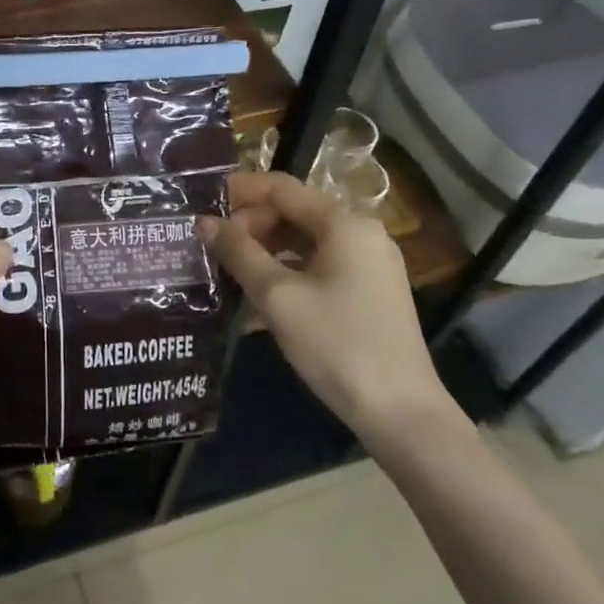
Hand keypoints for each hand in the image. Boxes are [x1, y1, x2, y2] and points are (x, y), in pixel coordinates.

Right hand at [197, 172, 457, 453]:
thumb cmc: (337, 345)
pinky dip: (286, 277)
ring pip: (304, 244)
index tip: (201, 204)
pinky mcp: (369, 294)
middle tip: (212, 249)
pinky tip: (255, 304)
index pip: (281, 188)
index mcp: (344, 224)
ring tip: (226, 274)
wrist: (402, 415)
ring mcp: (369, 265)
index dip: (239, 191)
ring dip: (264, 255)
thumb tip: (204, 223)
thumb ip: (239, 253)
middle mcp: (361, 235)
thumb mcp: (277, 296)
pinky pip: (318, 270)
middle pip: (293, 214)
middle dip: (250, 227)